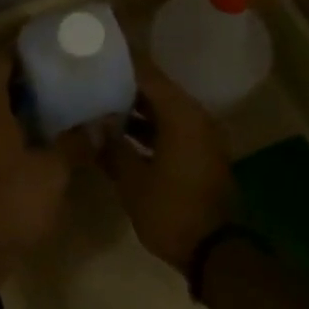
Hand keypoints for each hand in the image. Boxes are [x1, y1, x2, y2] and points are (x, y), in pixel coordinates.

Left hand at [0, 49, 77, 268]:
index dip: (24, 49)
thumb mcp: (54, 168)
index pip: (1, 61)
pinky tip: (40, 131)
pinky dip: (12, 122)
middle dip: (27, 75)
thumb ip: (78, 141)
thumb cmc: (14, 197)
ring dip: (20, 101)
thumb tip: (105, 121)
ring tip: (57, 97)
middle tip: (61, 70)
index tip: (51, 44)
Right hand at [100, 61, 232, 270]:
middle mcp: (195, 117)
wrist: (216, 252)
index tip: (98, 56)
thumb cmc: (171, 211)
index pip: (148, 74)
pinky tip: (122, 136)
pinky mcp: (202, 154)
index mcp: (181, 114)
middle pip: (157, 90)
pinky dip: (150, 128)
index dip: (122, 63)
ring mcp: (202, 136)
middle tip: (93, 82)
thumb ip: (112, 147)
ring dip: (137, 109)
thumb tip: (94, 125)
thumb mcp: (132, 181)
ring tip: (101, 107)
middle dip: (125, 86)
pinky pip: (173, 128)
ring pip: (165, 110)